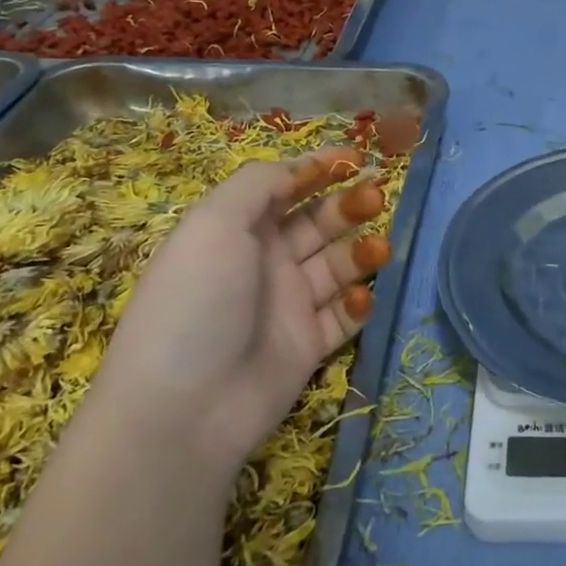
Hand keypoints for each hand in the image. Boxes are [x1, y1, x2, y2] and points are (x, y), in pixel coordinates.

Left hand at [90, 147, 390, 476]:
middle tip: (376, 197)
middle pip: (317, 222)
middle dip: (348, 205)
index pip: (283, 187)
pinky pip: (343, 315)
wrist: (186, 408)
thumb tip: (297, 168)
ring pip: (338, 265)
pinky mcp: (308, 344)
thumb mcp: (214, 224)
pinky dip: (359, 302)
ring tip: (379, 248)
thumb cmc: (197, 301)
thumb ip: (259, 184)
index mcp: (235, 229)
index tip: (357, 157)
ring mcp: (287, 304)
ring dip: (362, 251)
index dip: (317, 168)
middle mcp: (263, 261)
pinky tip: (361, 298)